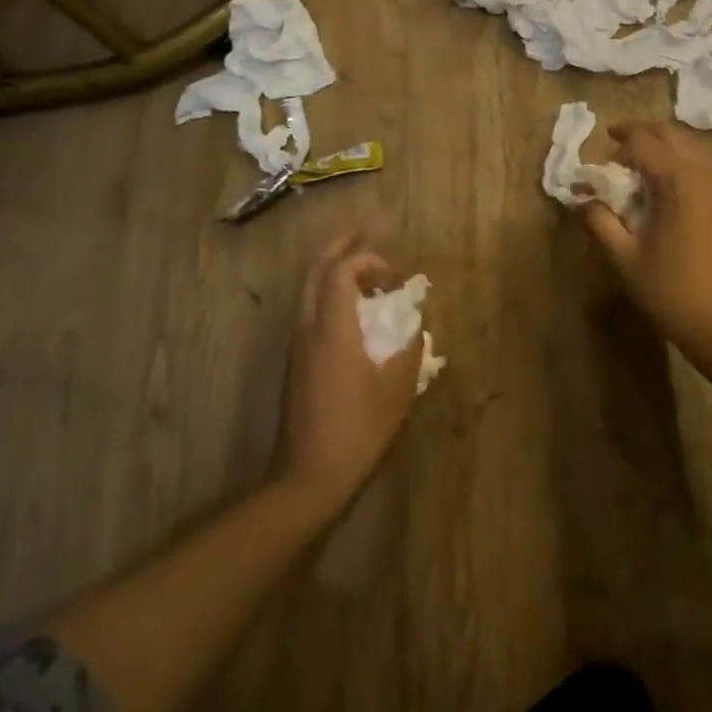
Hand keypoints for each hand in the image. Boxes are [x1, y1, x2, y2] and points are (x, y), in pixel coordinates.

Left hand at [274, 231, 422, 511]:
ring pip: (309, 289)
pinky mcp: (296, 362)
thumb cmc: (357, 431)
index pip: (341, 270)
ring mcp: (297, 345)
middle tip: (362, 233)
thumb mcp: (397, 390)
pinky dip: (330, 293)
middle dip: (340, 247)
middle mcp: (308, 328)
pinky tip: (353, 309)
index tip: (397, 277)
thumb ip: (410, 347)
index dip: (370, 261)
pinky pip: (310, 309)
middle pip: (317, 270)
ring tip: (363, 269)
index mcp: (333, 329)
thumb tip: (415, 323)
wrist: (307, 478)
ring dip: (334, 270)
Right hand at [575, 123, 711, 367]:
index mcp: (679, 178)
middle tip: (613, 147)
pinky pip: (700, 164)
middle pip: (668, 134)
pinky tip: (661, 188)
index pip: (641, 142)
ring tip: (633, 169)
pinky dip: (677, 163)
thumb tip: (581, 199)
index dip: (615, 147)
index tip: (594, 166)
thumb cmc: (672, 290)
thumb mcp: (624, 257)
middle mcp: (704, 171)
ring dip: (659, 148)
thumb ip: (599, 220)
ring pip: (687, 147)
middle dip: (638, 135)